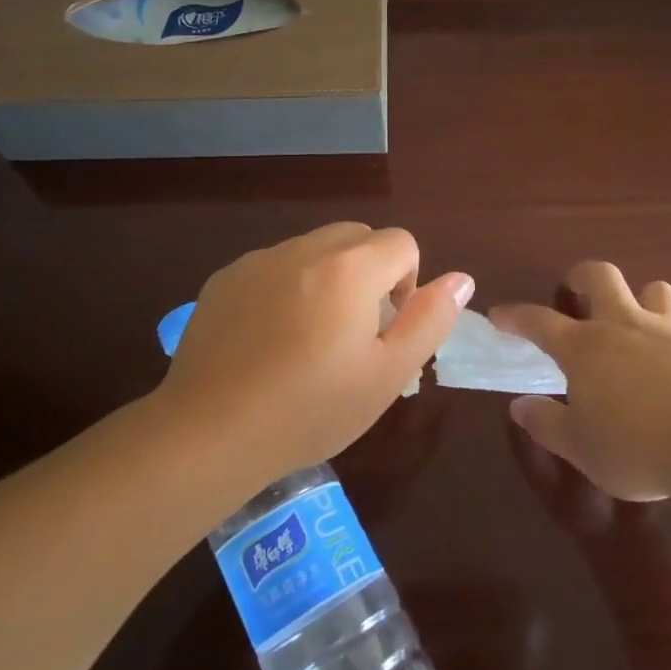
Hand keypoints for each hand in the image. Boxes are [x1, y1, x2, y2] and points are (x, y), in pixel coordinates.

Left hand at [155, 223, 472, 491]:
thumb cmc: (311, 409)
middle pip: (358, 237)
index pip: (402, 242)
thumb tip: (461, 279)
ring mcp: (259, 260)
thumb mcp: (387, 374)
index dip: (408, 282)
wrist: (209, 432)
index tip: (387, 329)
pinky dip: (287, 286)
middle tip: (355, 332)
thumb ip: (430, 320)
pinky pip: (274, 266)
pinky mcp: (225, 278)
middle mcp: (304, 249)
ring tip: (311, 337)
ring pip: (314, 248)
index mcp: (350, 268)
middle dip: (371, 272)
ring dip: (329, 277)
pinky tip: (269, 339)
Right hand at [491, 262, 670, 500]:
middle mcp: (625, 327)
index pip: (539, 321)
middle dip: (584, 276)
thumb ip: (547, 424)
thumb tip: (520, 406)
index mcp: (585, 347)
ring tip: (637, 322)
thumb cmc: (634, 446)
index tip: (500, 315)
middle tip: (577, 290)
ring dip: (644, 300)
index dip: (516, 316)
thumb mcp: (580, 447)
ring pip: (656, 292)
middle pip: (602, 277)